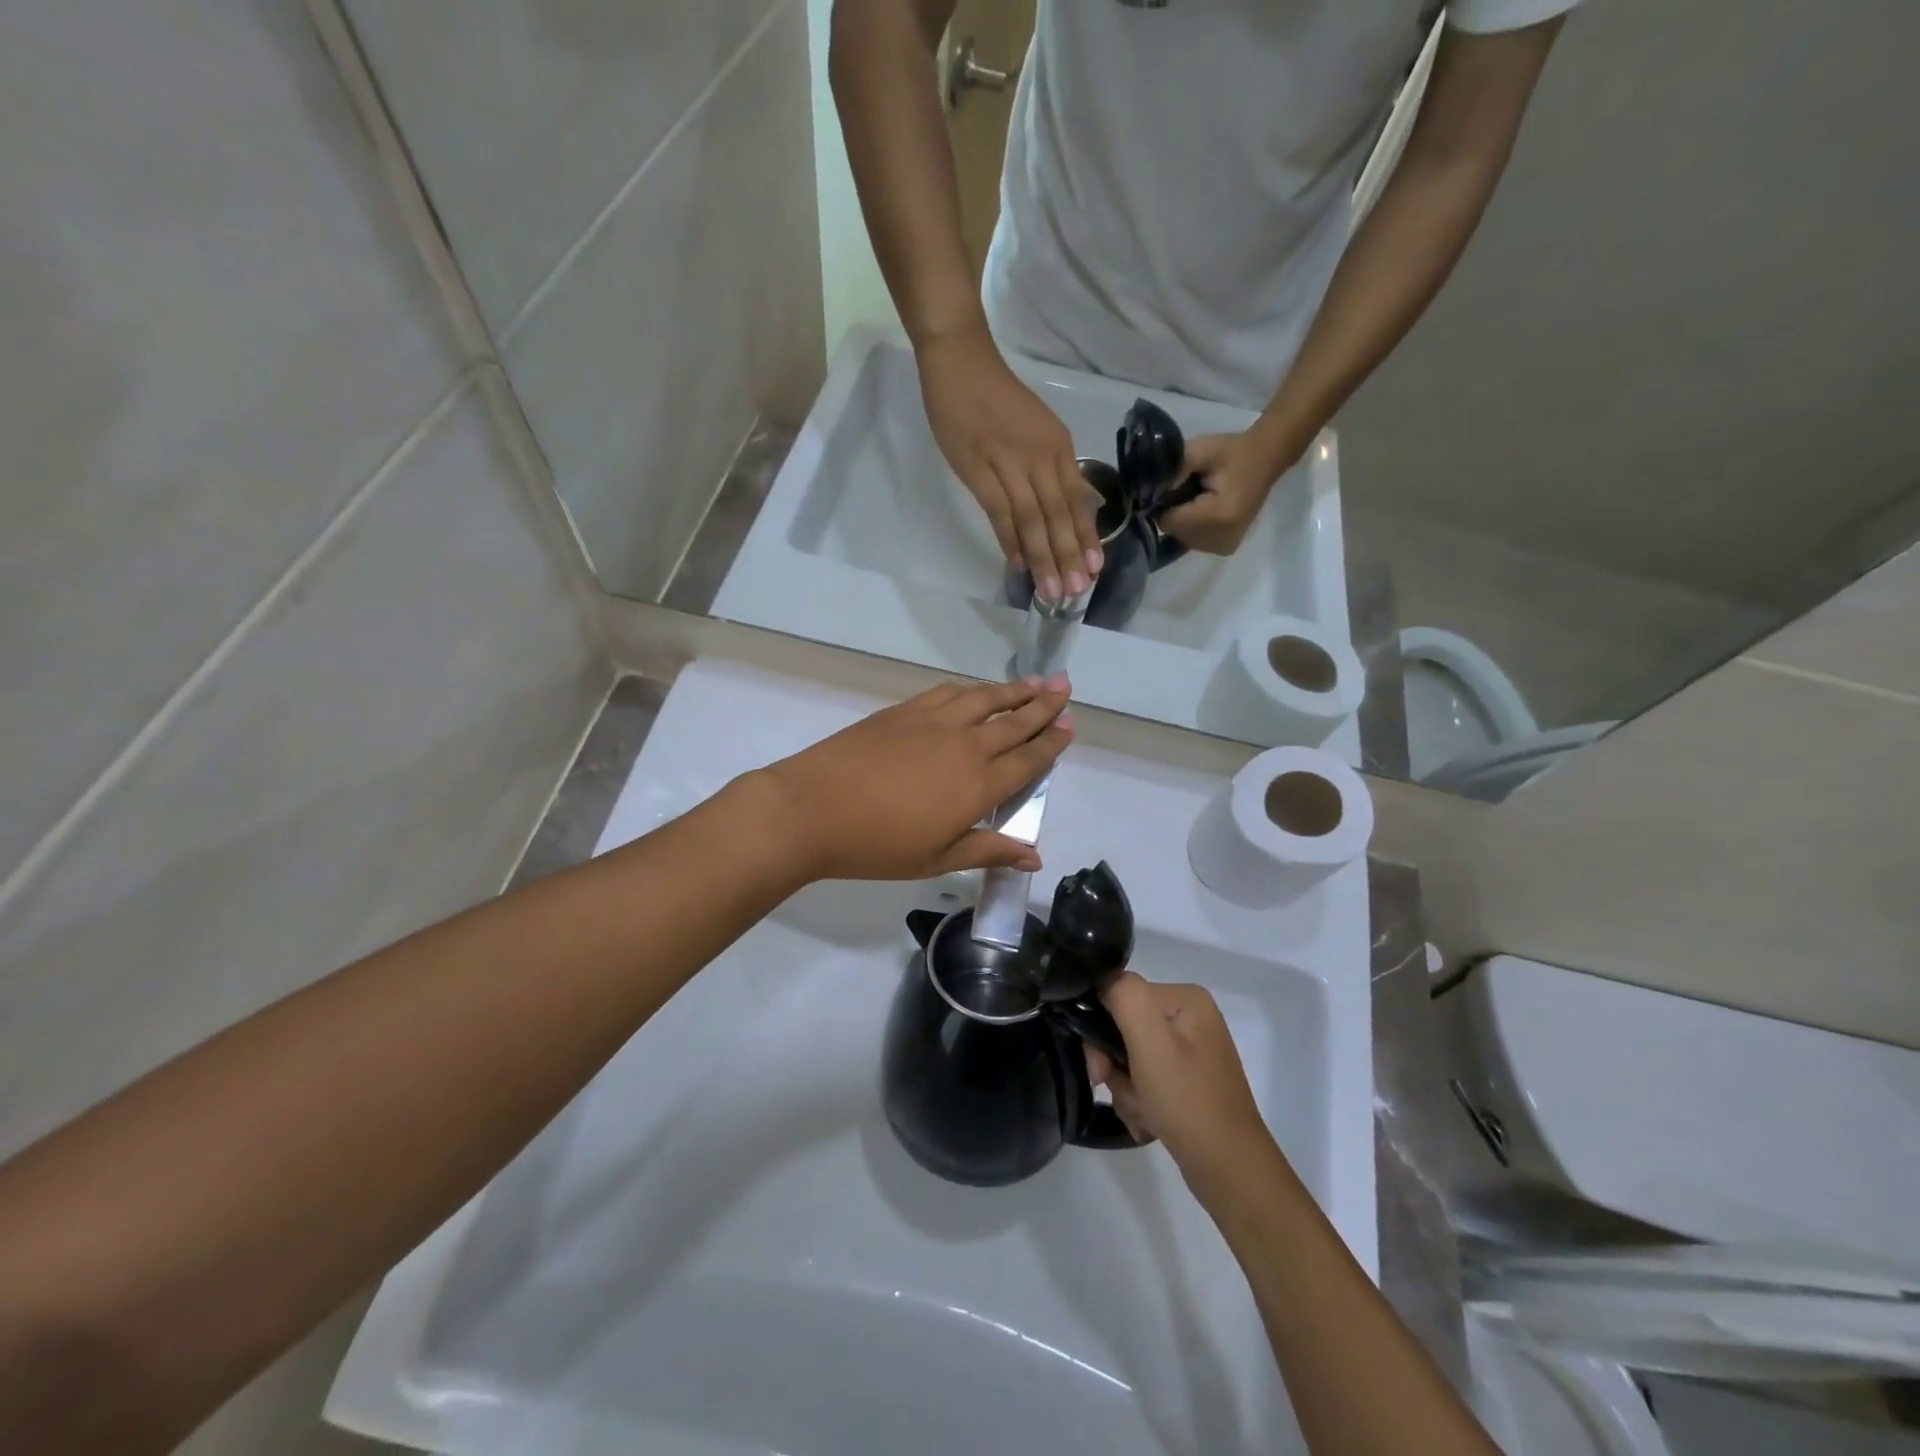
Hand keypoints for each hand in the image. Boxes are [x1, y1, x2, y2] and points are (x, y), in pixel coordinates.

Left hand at [747, 676, 1072, 882]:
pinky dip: (971, 689)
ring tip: (1035, 681)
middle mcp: (966, 745)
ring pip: (985, 698)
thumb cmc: (877, 846)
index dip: (1052, 742)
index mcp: (979, 785)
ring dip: (1013, 689)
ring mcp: (934, 722)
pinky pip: (948, 692)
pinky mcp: (905, 710)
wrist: (813, 809)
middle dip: (1043, 705)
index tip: (1069, 725)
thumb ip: (988, 851)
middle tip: (1065, 688)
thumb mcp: (937, 859)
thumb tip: (1035, 856)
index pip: (1028, 759)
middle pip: (1014, 721)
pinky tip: (976, 689)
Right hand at [917, 325, 1102, 602]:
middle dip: (1069, 556)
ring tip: (1052, 591)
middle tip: (1077, 592)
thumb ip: (1058, 468)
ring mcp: (1010, 463)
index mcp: (1058, 448)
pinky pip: (999, 510)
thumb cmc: (997, 397)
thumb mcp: (1040, 429)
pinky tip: (1019, 564)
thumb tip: (1082, 502)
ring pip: (1033, 519)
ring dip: (1044, 557)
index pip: (1076, 501)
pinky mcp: (979, 469)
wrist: (961, 362)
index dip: (1086, 538)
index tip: (1094, 570)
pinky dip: (1010, 538)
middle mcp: (1041, 457)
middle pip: (1059, 515)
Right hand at [1084, 972, 1279, 1201]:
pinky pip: (1146, 1080)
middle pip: (1124, 1028)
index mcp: (1185, 998)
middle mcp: (1190, 1018)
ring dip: (1125, 1088)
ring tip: (1142, 1114)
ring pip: (1130, 1058)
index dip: (1100, 1030)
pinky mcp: (1188, 1081)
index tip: (1099, 1069)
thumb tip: (1102, 979)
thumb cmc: (1188, 1101)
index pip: (1120, 996)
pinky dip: (1140, 1101)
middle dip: (1115, 1066)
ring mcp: (1190, 1051)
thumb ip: (1124, 996)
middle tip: (1121, 1093)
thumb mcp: (1151, 1042)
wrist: (1230, 1171)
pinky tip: (1149, 1122)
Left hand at [1159, 430, 1292, 555]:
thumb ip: (1172, 471)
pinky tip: (1206, 510)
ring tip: (1200, 499)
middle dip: (1175, 512)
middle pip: (1174, 532)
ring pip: (1182, 538)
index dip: (1164, 503)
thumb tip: (1150, 492)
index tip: (1175, 485)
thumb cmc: (1232, 452)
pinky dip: (1194, 527)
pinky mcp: (1225, 548)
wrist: (1266, 459)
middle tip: (1190, 489)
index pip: (1168, 521)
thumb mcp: (1200, 451)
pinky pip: (1194, 541)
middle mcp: (1220, 539)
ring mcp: (1224, 547)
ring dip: (1184, 521)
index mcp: (1216, 517)